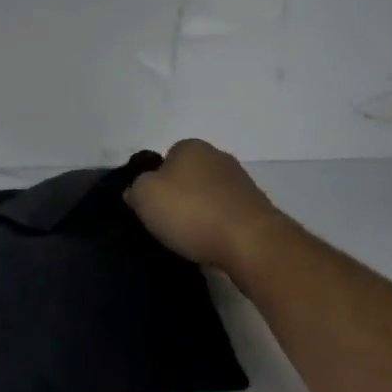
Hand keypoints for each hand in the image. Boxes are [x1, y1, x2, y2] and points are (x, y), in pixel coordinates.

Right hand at [125, 138, 289, 277]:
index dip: (154, 182)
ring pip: (207, 197)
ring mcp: (241, 183)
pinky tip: (211, 245)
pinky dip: (216, 229)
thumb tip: (136, 191)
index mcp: (191, 147)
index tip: (150, 207)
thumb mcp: (144, 196)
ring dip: (198, 214)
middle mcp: (218, 157)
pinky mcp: (257, 210)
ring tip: (188, 240)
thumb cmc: (192, 212)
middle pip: (187, 177)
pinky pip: (225, 217)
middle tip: (166, 224)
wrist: (252, 243)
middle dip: (177, 197)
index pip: (164, 158)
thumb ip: (134, 189)